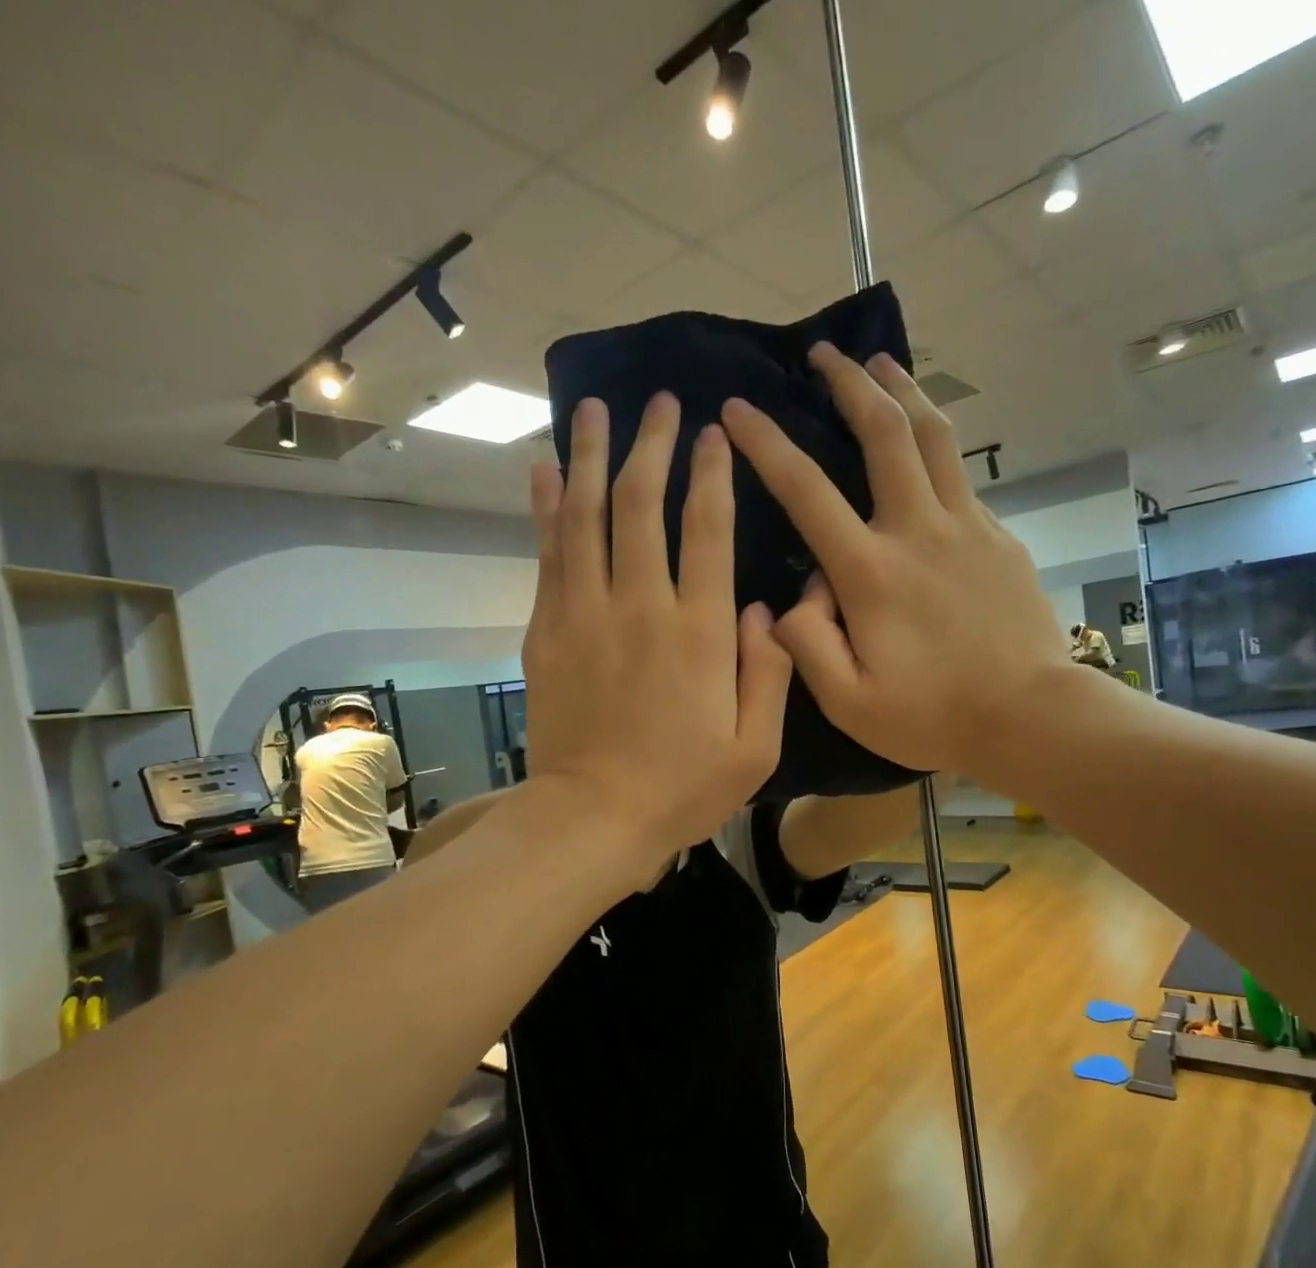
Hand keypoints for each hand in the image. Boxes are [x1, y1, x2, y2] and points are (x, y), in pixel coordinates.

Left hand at [524, 393, 792, 867]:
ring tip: (594, 409)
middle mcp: (642, 606)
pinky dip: (546, 509)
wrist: (594, 818)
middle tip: (659, 402)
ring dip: (593, 457)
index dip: (712, 474)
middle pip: (644, 505)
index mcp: (701, 632)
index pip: (709, 530)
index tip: (714, 432)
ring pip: (589, 517)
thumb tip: (769, 609)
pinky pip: (549, 556)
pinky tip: (545, 471)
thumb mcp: (755, 748)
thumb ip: (770, 672)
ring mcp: (587, 614)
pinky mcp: (548, 631)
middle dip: (653, 445)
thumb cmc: (682, 789)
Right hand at [719, 343, 1071, 785]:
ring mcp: (966, 527)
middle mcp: (918, 530)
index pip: (806, 491)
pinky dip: (935, 445)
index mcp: (871, 571)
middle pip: (883, 433)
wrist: (1029, 718)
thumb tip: (794, 597)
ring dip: (903, 391)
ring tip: (880, 362)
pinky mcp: (998, 537)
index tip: (737, 408)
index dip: (767, 443)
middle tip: (823, 352)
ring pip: (934, 436)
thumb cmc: (932, 716)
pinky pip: (959, 476)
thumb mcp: (848, 702)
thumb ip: (806, 644)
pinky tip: (924, 448)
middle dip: (848, 383)